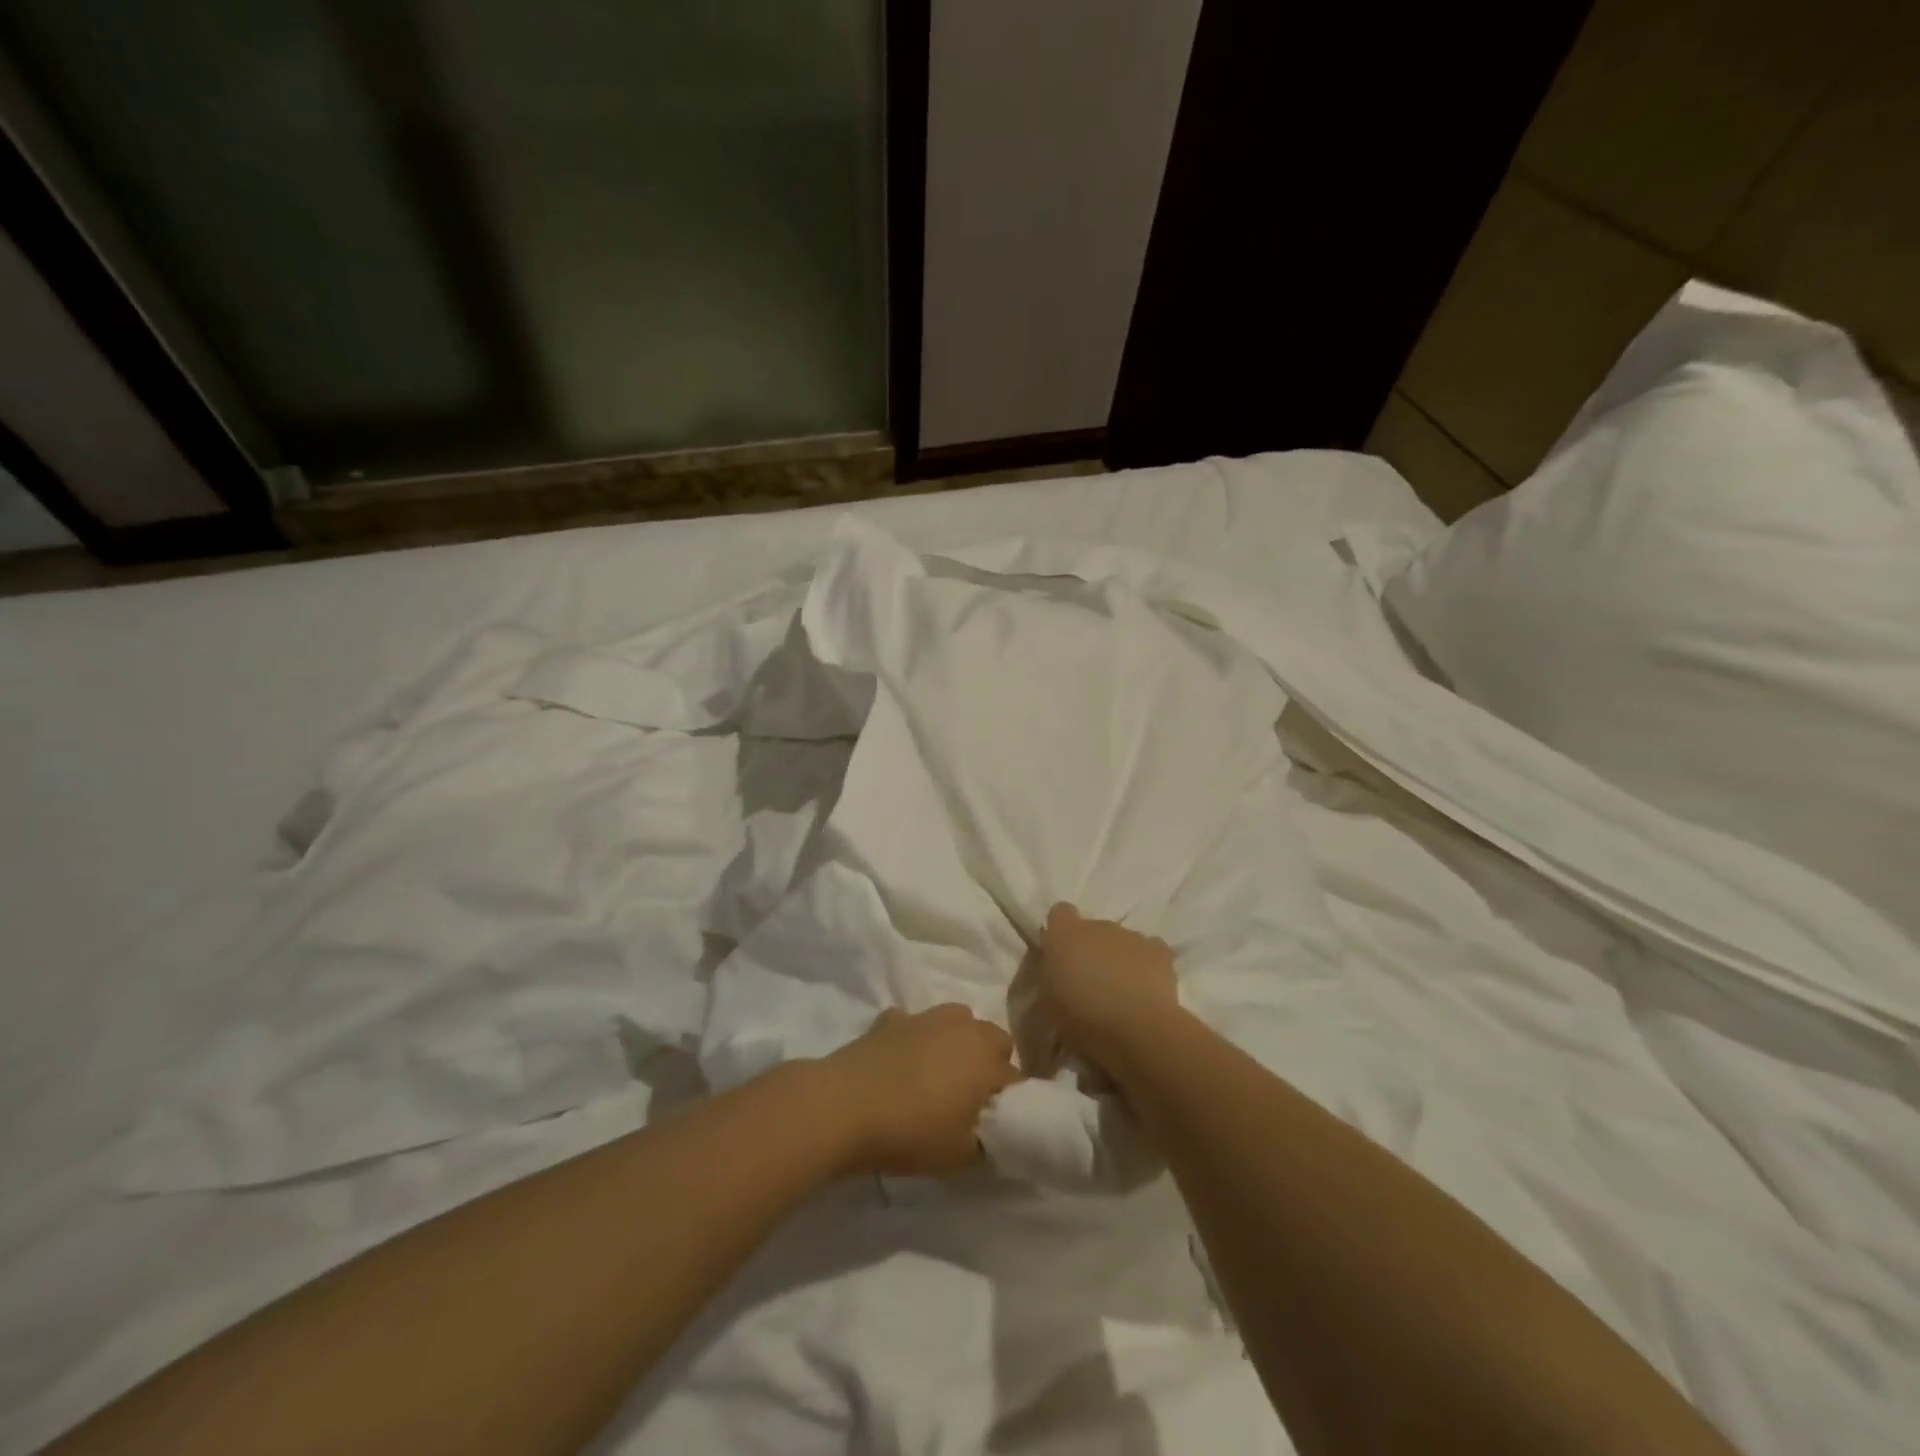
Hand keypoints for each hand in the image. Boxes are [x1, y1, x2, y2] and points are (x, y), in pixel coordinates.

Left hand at [820, 1005, 1019, 1176]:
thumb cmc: (910, 1132)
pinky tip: (902, 1060)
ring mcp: (926, 1018)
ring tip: (940, 1072)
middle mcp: (963, 1029)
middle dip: (991, 1062)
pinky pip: (915, 1023)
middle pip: (994, 1038)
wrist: (845, 1105)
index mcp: (986, 1060)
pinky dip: (916, 1037)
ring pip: (958, 1019)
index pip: (1016, 1077)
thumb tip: (992, 1135)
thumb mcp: (959, 1156)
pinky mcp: (892, 1019)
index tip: (998, 1122)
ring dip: (958, 1040)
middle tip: (973, 1096)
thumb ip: (985, 1143)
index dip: (1011, 1101)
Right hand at [1036, 903, 1179, 1078]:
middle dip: (1091, 948)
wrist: (1135, 1029)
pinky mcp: (1159, 951)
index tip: (1060, 955)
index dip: (1060, 931)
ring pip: (1121, 940)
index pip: (1060, 913)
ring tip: (1120, 990)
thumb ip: (1050, 974)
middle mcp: (1098, 926)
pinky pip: (1149, 950)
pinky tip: (1145, 987)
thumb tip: (1057, 967)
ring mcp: (1131, 936)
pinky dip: (1146, 964)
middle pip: (1092, 928)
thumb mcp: (1048, 1000)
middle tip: (1089, 981)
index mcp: (1065, 934)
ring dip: (1117, 957)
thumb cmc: (1081, 1017)